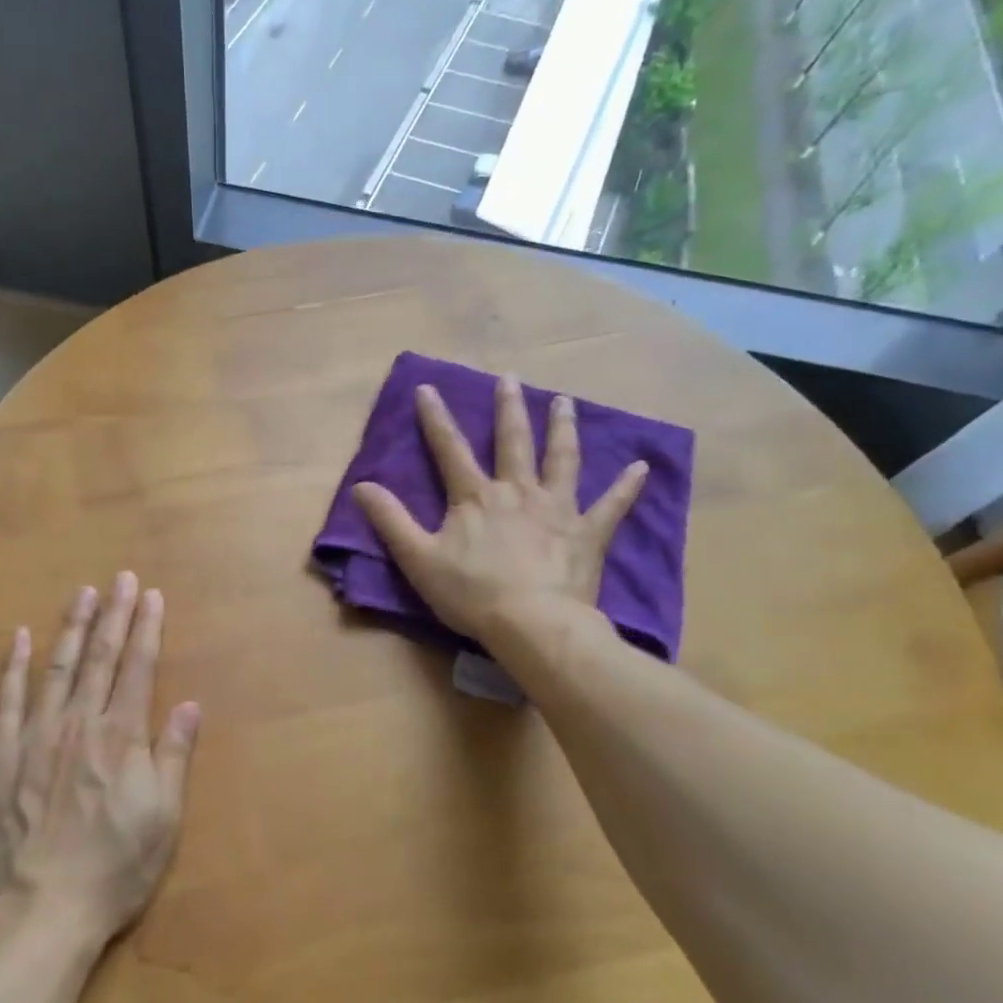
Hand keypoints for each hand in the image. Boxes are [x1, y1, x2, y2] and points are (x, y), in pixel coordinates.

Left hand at [0, 573, 200, 942]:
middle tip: (121, 579)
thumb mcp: (162, 818)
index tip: (151, 595)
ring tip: (83, 594)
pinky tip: (20, 638)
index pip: (139, 667)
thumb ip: (173, 756)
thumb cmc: (113, 868)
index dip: (147, 628)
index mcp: (121, 736)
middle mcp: (79, 722)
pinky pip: (7, 699)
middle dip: (114, 615)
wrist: (40, 910)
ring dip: (72, 628)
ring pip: (57, 667)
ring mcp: (35, 735)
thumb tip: (189, 705)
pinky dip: (14, 666)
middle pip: (100, 657)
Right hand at [354, 378, 646, 642]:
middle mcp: (517, 491)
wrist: (532, 624)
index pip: (450, 449)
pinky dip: (627, 486)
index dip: (436, 418)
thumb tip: (360, 486)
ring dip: (562, 429)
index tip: (428, 387)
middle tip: (510, 378)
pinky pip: (611, 506)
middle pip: (513, 442)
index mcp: (475, 497)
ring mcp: (557, 509)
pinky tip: (642, 467)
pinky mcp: (587, 534)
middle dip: (508, 408)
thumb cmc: (471, 593)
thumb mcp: (417, 558)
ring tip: (565, 402)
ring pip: (562, 460)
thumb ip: (390, 520)